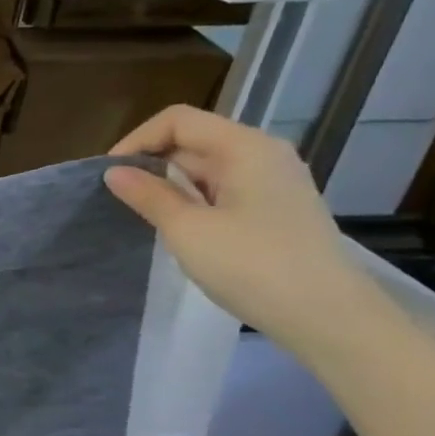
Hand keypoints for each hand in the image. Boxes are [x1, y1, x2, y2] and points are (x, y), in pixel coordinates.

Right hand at [104, 106, 375, 350]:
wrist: (325, 314)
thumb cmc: (251, 265)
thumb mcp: (188, 230)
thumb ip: (149, 195)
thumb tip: (114, 172)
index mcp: (245, 148)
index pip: (178, 121)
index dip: (137, 140)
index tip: (109, 176)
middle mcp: (263, 154)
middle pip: (194, 139)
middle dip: (151, 161)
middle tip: (118, 198)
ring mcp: (273, 182)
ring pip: (207, 166)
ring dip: (169, 182)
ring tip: (141, 213)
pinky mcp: (274, 208)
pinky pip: (222, 188)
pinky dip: (192, 197)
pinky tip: (178, 226)